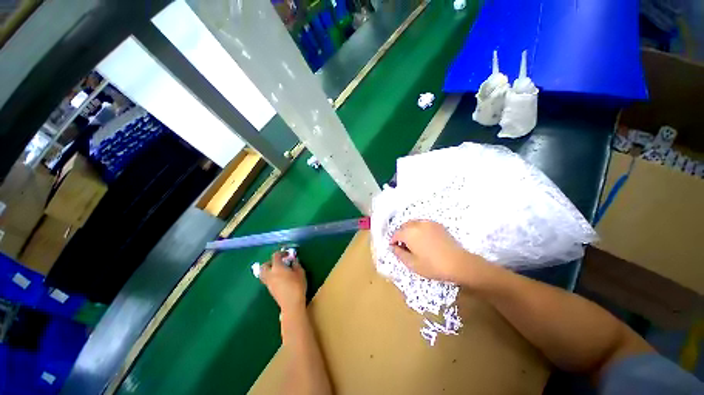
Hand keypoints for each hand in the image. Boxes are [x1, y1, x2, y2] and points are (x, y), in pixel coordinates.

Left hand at [260, 250, 306, 314]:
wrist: (291, 304)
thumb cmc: (297, 286)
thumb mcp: (300, 272)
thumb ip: (296, 264)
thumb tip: (293, 260)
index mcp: (277, 268)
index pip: (275, 256)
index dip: (281, 253)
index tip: (287, 254)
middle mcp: (270, 274)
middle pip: (264, 265)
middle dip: (271, 262)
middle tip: (280, 262)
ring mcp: (269, 283)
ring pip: (263, 274)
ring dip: (269, 270)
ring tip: (279, 270)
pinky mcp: (270, 290)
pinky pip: (267, 280)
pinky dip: (271, 276)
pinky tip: (280, 278)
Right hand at [391, 220, 484, 282]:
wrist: (458, 263)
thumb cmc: (432, 266)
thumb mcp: (412, 264)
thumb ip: (399, 254)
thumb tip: (393, 247)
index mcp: (409, 233)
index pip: (396, 234)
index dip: (393, 241)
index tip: (393, 247)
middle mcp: (417, 224)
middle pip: (403, 226)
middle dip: (401, 234)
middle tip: (403, 246)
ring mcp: (428, 223)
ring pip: (413, 223)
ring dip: (409, 230)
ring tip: (413, 242)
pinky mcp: (437, 225)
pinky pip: (422, 224)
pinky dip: (419, 229)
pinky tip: (424, 239)